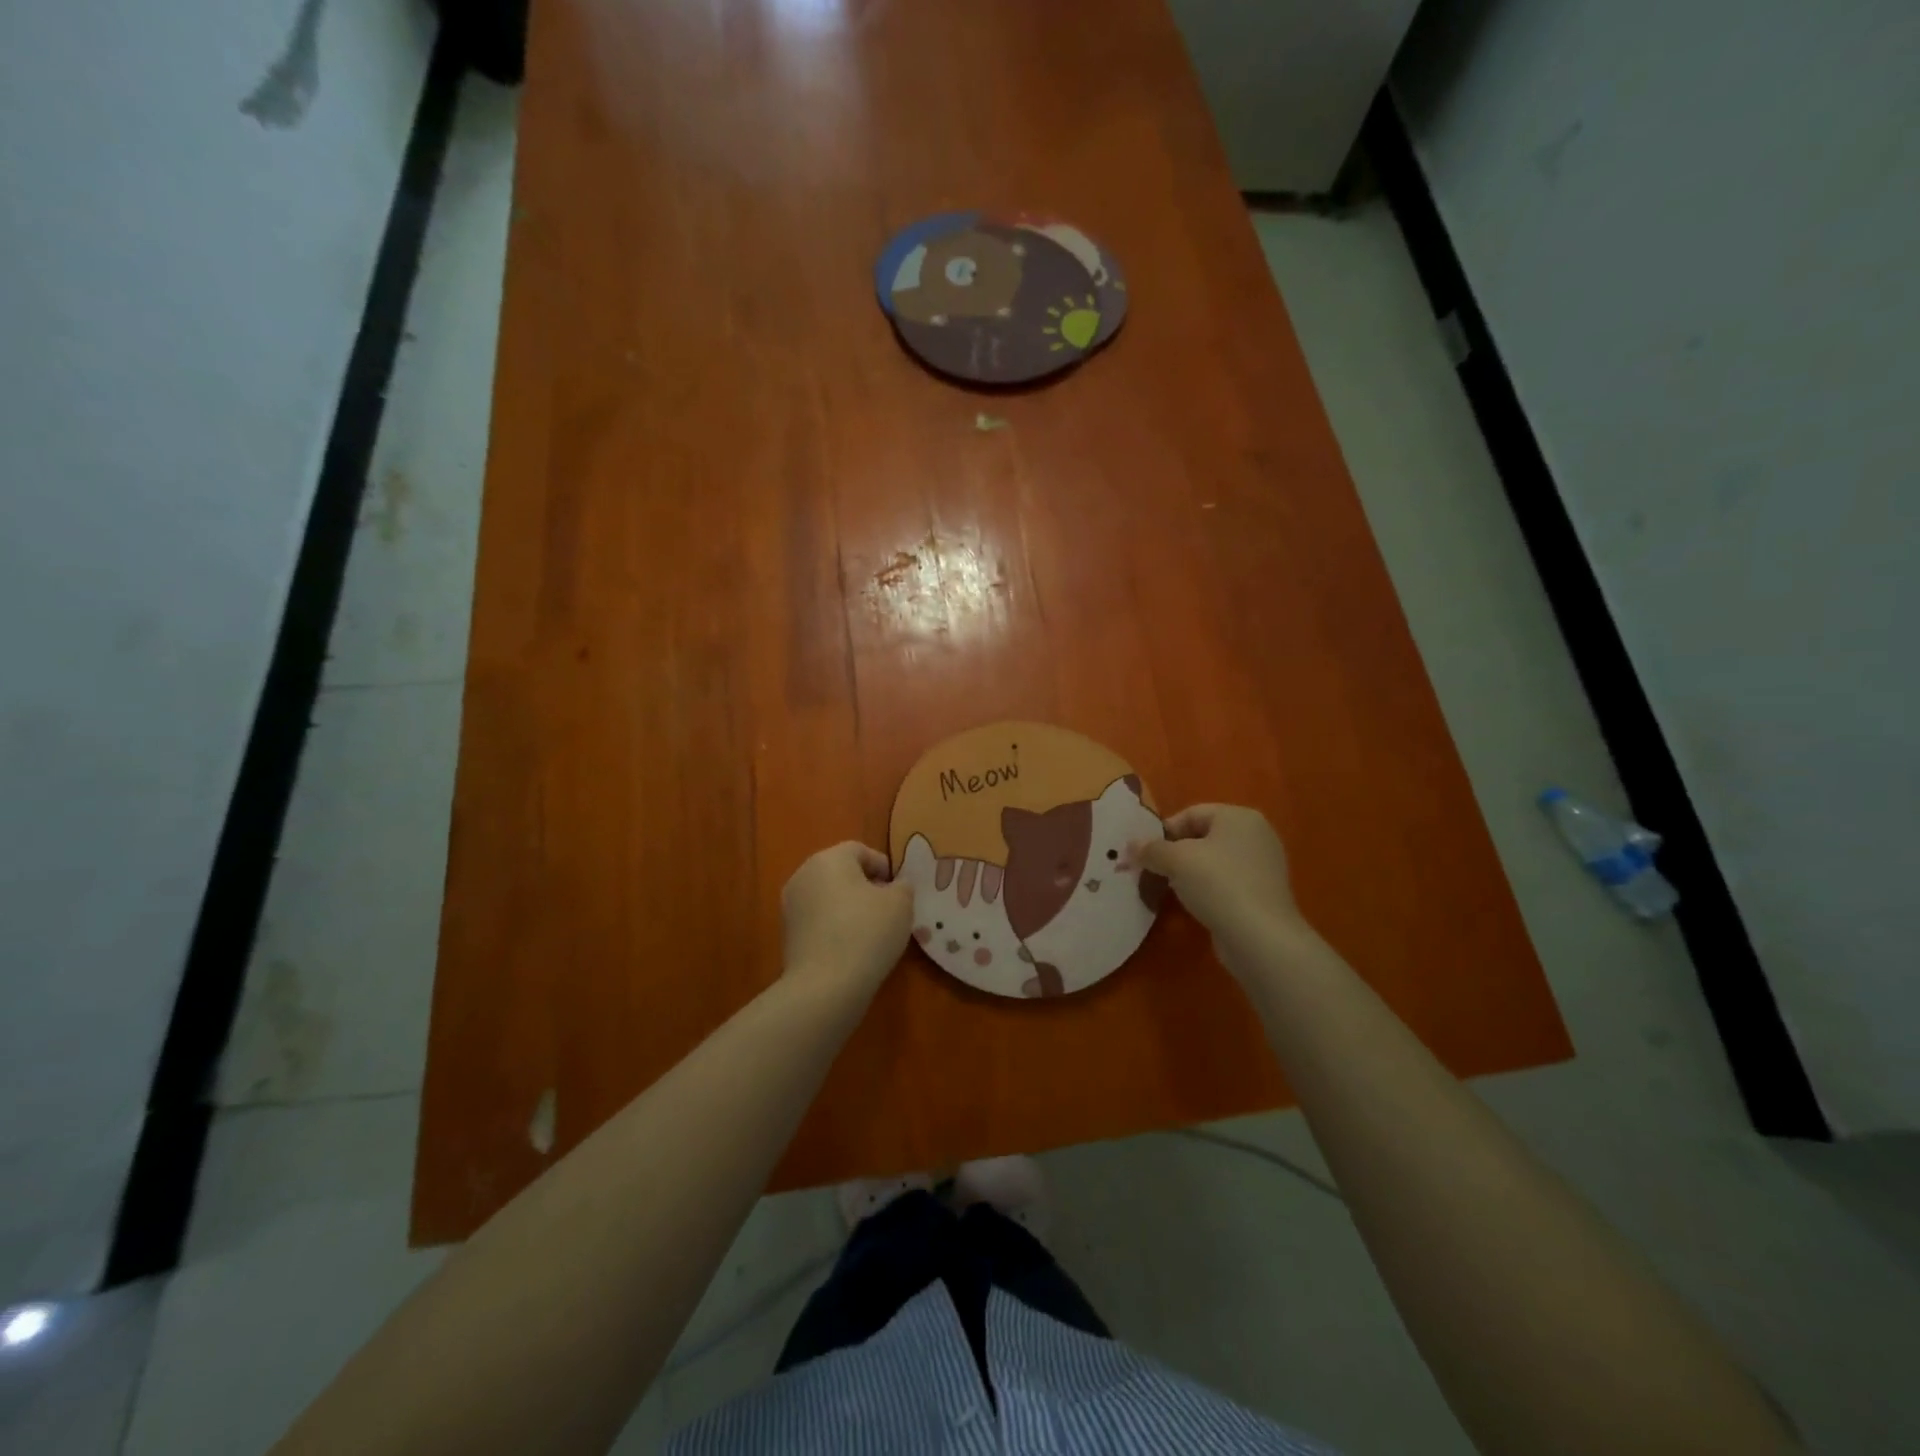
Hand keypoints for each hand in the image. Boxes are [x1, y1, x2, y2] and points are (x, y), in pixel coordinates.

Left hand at [780, 841, 914, 997]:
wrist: (825, 986)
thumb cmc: (867, 932)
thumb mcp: (900, 904)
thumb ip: (902, 887)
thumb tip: (895, 887)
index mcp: (829, 859)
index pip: (860, 850)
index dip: (883, 866)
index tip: (898, 891)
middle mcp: (803, 875)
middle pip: (840, 872)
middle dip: (865, 886)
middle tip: (888, 910)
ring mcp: (791, 906)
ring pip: (828, 897)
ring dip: (849, 908)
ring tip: (872, 932)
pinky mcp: (787, 935)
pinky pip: (818, 921)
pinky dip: (835, 927)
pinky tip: (852, 949)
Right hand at [1132, 805, 1308, 978]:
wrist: (1261, 937)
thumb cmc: (1218, 884)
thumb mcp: (1176, 860)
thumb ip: (1150, 849)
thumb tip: (1131, 846)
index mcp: (1239, 817)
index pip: (1190, 814)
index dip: (1163, 832)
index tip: (1144, 854)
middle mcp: (1255, 835)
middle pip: (1202, 837)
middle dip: (1173, 854)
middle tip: (1153, 872)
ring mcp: (1263, 866)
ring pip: (1213, 862)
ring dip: (1188, 873)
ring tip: (1170, 890)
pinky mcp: (1263, 894)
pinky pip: (1226, 883)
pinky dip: (1207, 890)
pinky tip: (1195, 905)